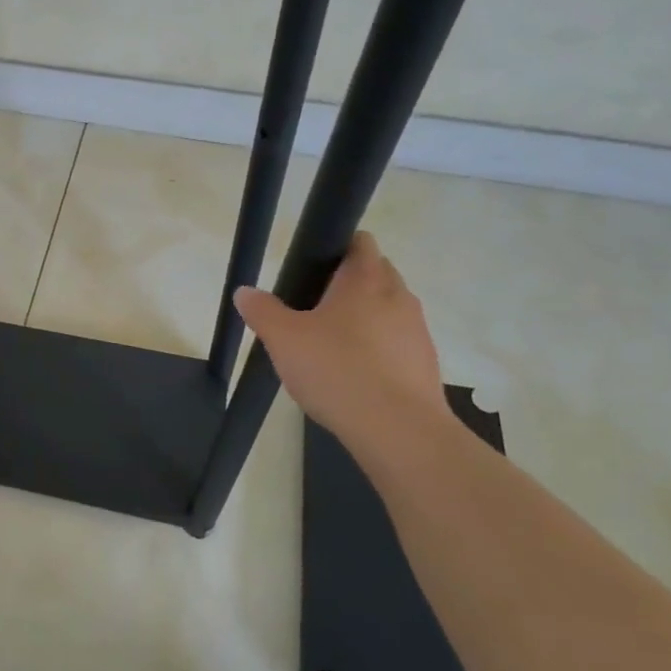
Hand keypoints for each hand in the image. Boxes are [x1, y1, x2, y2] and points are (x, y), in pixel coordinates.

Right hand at [233, 232, 445, 440]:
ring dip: (365, 319)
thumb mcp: (283, 339)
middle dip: (348, 284)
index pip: (360, 240)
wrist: (398, 430)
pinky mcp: (425, 364)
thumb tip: (244, 292)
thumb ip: (262, 311)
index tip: (311, 271)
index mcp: (365, 278)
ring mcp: (417, 330)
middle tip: (313, 310)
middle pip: (375, 273)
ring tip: (332, 347)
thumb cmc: (337, 369)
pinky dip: (378, 350)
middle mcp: (398, 295)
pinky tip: (354, 376)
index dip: (336, 248)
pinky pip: (398, 343)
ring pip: (388, 309)